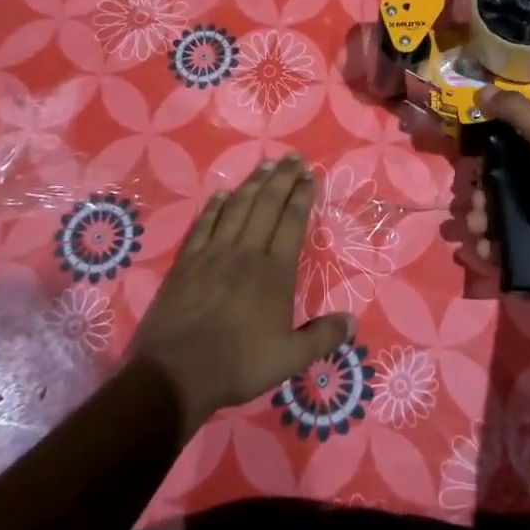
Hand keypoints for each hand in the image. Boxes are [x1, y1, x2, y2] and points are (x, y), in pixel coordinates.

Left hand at [131, 155, 355, 436]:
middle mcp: (247, 252)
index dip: (303, 196)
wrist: (176, 372)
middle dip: (282, 178)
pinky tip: (221, 194)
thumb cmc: (238, 364)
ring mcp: (213, 253)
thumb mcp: (290, 359)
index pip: (292, 222)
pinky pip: (204, 224)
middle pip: (267, 205)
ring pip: (237, 208)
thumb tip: (353, 321)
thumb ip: (322, 337)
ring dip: (252, 184)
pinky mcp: (187, 262)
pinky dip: (214, 206)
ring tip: (265, 166)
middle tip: (292, 157)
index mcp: (275, 272)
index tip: (310, 175)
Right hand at [465, 86, 529, 281]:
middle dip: (479, 195)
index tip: (469, 169)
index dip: (483, 156)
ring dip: (481, 220)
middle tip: (473, 208)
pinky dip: (492, 242)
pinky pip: (508, 237)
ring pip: (499, 210)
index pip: (507, 145)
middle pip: (498, 181)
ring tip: (478, 231)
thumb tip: (481, 89)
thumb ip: (517, 112)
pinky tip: (485, 248)